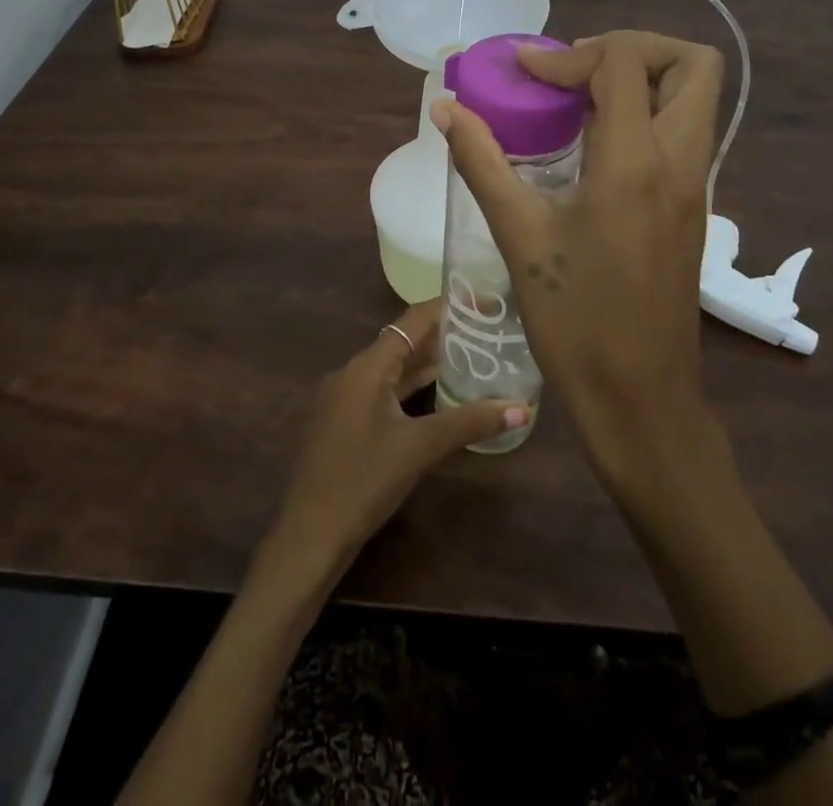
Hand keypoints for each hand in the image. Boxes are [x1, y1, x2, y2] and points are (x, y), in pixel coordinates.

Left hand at [263, 299, 529, 583]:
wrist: (310, 534)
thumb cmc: (364, 481)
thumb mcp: (420, 448)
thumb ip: (469, 422)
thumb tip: (522, 408)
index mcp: (366, 366)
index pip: (411, 320)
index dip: (446, 306)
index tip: (482, 299)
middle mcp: (353, 372)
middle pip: (403, 342)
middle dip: (443, 335)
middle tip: (487, 329)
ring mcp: (346, 398)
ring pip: (394, 369)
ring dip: (428, 363)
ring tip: (474, 355)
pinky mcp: (345, 422)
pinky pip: (384, 391)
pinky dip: (412, 388)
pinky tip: (440, 396)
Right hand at [433, 31, 725, 483]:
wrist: (640, 399)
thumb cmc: (575, 320)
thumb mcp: (519, 235)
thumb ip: (482, 162)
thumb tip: (445, 109)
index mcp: (636, 163)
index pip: (620, 65)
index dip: (567, 56)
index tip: (523, 72)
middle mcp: (681, 162)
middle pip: (692, 63)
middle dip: (632, 47)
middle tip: (576, 71)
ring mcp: (697, 185)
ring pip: (695, 97)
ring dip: (642, 78)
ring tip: (580, 99)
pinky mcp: (694, 207)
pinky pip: (683, 131)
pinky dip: (646, 113)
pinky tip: (593, 145)